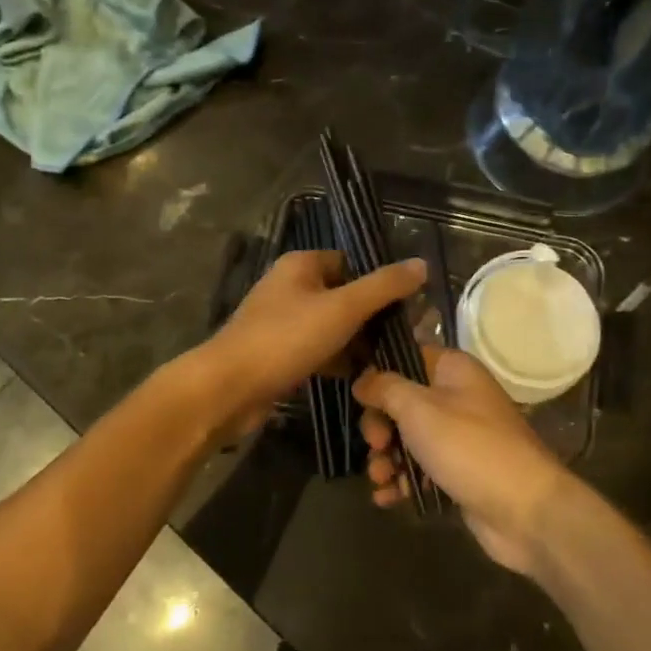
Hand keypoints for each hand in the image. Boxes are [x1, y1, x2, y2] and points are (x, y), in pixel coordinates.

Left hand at [191, 250, 425, 443]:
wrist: (229, 388)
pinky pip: (317, 351)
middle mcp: (290, 287)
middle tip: (405, 338)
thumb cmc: (286, 339)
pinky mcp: (278, 354)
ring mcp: (281, 322)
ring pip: (331, 326)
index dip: (379, 282)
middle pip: (343, 295)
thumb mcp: (343, 308)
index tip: (408, 307)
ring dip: (357, 342)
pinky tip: (362, 378)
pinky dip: (337, 361)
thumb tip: (422, 264)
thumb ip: (383, 286)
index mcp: (301, 265)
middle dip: (372, 317)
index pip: (351, 263)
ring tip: (390, 361)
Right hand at [354, 345, 579, 576]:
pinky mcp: (459, 473)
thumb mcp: (419, 409)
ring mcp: (460, 438)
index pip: (407, 358)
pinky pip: (421, 471)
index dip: (379, 376)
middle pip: (402, 403)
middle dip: (380, 426)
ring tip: (381, 479)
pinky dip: (402, 482)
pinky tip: (387, 498)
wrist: (526, 511)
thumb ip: (385, 388)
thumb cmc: (470, 448)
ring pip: (408, 440)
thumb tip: (362, 380)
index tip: (359, 398)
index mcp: (454, 370)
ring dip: (386, 459)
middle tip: (376, 445)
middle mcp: (458, 398)